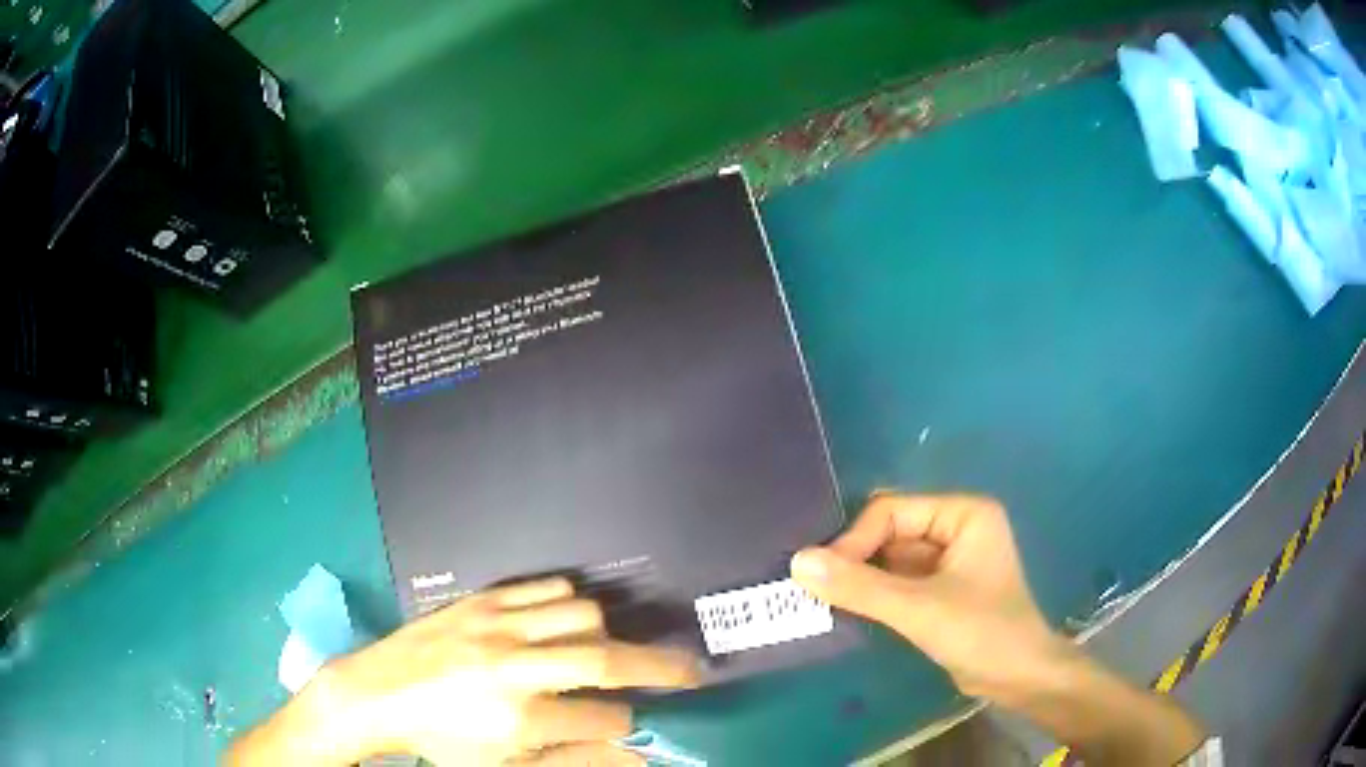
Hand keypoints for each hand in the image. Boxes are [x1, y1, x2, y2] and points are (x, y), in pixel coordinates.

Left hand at [229, 577, 699, 765]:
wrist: (376, 692)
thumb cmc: (441, 740)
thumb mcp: (505, 765)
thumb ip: (573, 760)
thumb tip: (634, 756)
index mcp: (518, 718)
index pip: (604, 718)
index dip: (624, 723)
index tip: (624, 723)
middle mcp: (513, 667)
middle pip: (606, 659)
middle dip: (661, 667)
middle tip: (691, 670)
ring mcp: (496, 625)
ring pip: (582, 614)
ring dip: (604, 635)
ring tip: (603, 651)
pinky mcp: (482, 598)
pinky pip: (547, 587)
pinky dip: (568, 604)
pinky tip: (564, 622)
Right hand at [790, 494, 1067, 702]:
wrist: (1018, 678)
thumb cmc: (981, 632)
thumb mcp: (919, 609)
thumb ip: (861, 586)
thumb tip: (798, 561)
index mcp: (963, 513)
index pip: (893, 511)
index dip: (855, 539)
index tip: (819, 575)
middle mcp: (957, 527)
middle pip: (891, 530)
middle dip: (855, 556)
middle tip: (813, 585)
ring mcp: (950, 559)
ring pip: (892, 557)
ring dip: (861, 576)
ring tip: (821, 597)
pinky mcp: (942, 588)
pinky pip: (899, 580)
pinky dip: (874, 592)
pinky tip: (847, 608)